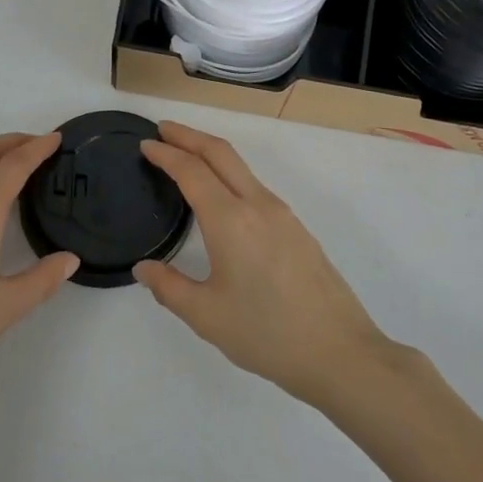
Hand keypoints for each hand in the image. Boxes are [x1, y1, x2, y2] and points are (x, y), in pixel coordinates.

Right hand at [134, 122, 391, 406]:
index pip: (192, 171)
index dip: (166, 153)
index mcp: (230, 220)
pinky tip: (221, 196)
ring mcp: (282, 214)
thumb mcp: (207, 316)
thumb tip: (143, 268)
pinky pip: (255, 186)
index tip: (145, 144)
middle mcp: (257, 205)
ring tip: (186, 157)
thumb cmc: (266, 333)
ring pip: (241, 167)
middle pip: (220, 153)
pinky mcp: (296, 228)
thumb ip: (169, 287)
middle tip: (163, 129)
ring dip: (211, 153)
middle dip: (189, 136)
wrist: (339, 351)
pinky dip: (229, 174)